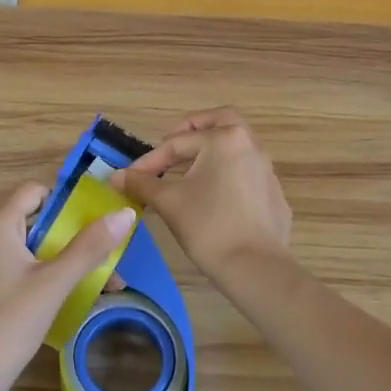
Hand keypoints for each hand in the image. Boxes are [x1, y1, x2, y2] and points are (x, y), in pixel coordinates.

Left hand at [0, 182, 136, 390]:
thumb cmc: (6, 325)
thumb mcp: (53, 284)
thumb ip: (88, 247)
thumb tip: (125, 214)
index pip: (36, 191)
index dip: (68, 200)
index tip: (99, 219)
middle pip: (37, 221)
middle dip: (75, 236)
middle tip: (109, 255)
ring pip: (32, 249)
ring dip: (65, 260)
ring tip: (101, 282)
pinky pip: (22, 271)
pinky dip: (47, 277)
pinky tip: (72, 298)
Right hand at [115, 108, 291, 277]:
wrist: (255, 268)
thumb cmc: (207, 226)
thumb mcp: (168, 201)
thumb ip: (141, 183)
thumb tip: (116, 177)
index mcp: (224, 139)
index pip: (178, 143)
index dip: (150, 160)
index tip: (130, 178)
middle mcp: (250, 146)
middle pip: (220, 122)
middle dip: (193, 130)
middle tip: (172, 145)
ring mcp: (267, 171)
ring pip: (235, 148)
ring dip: (210, 153)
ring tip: (187, 174)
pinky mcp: (274, 196)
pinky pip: (246, 174)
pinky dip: (227, 176)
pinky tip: (212, 199)